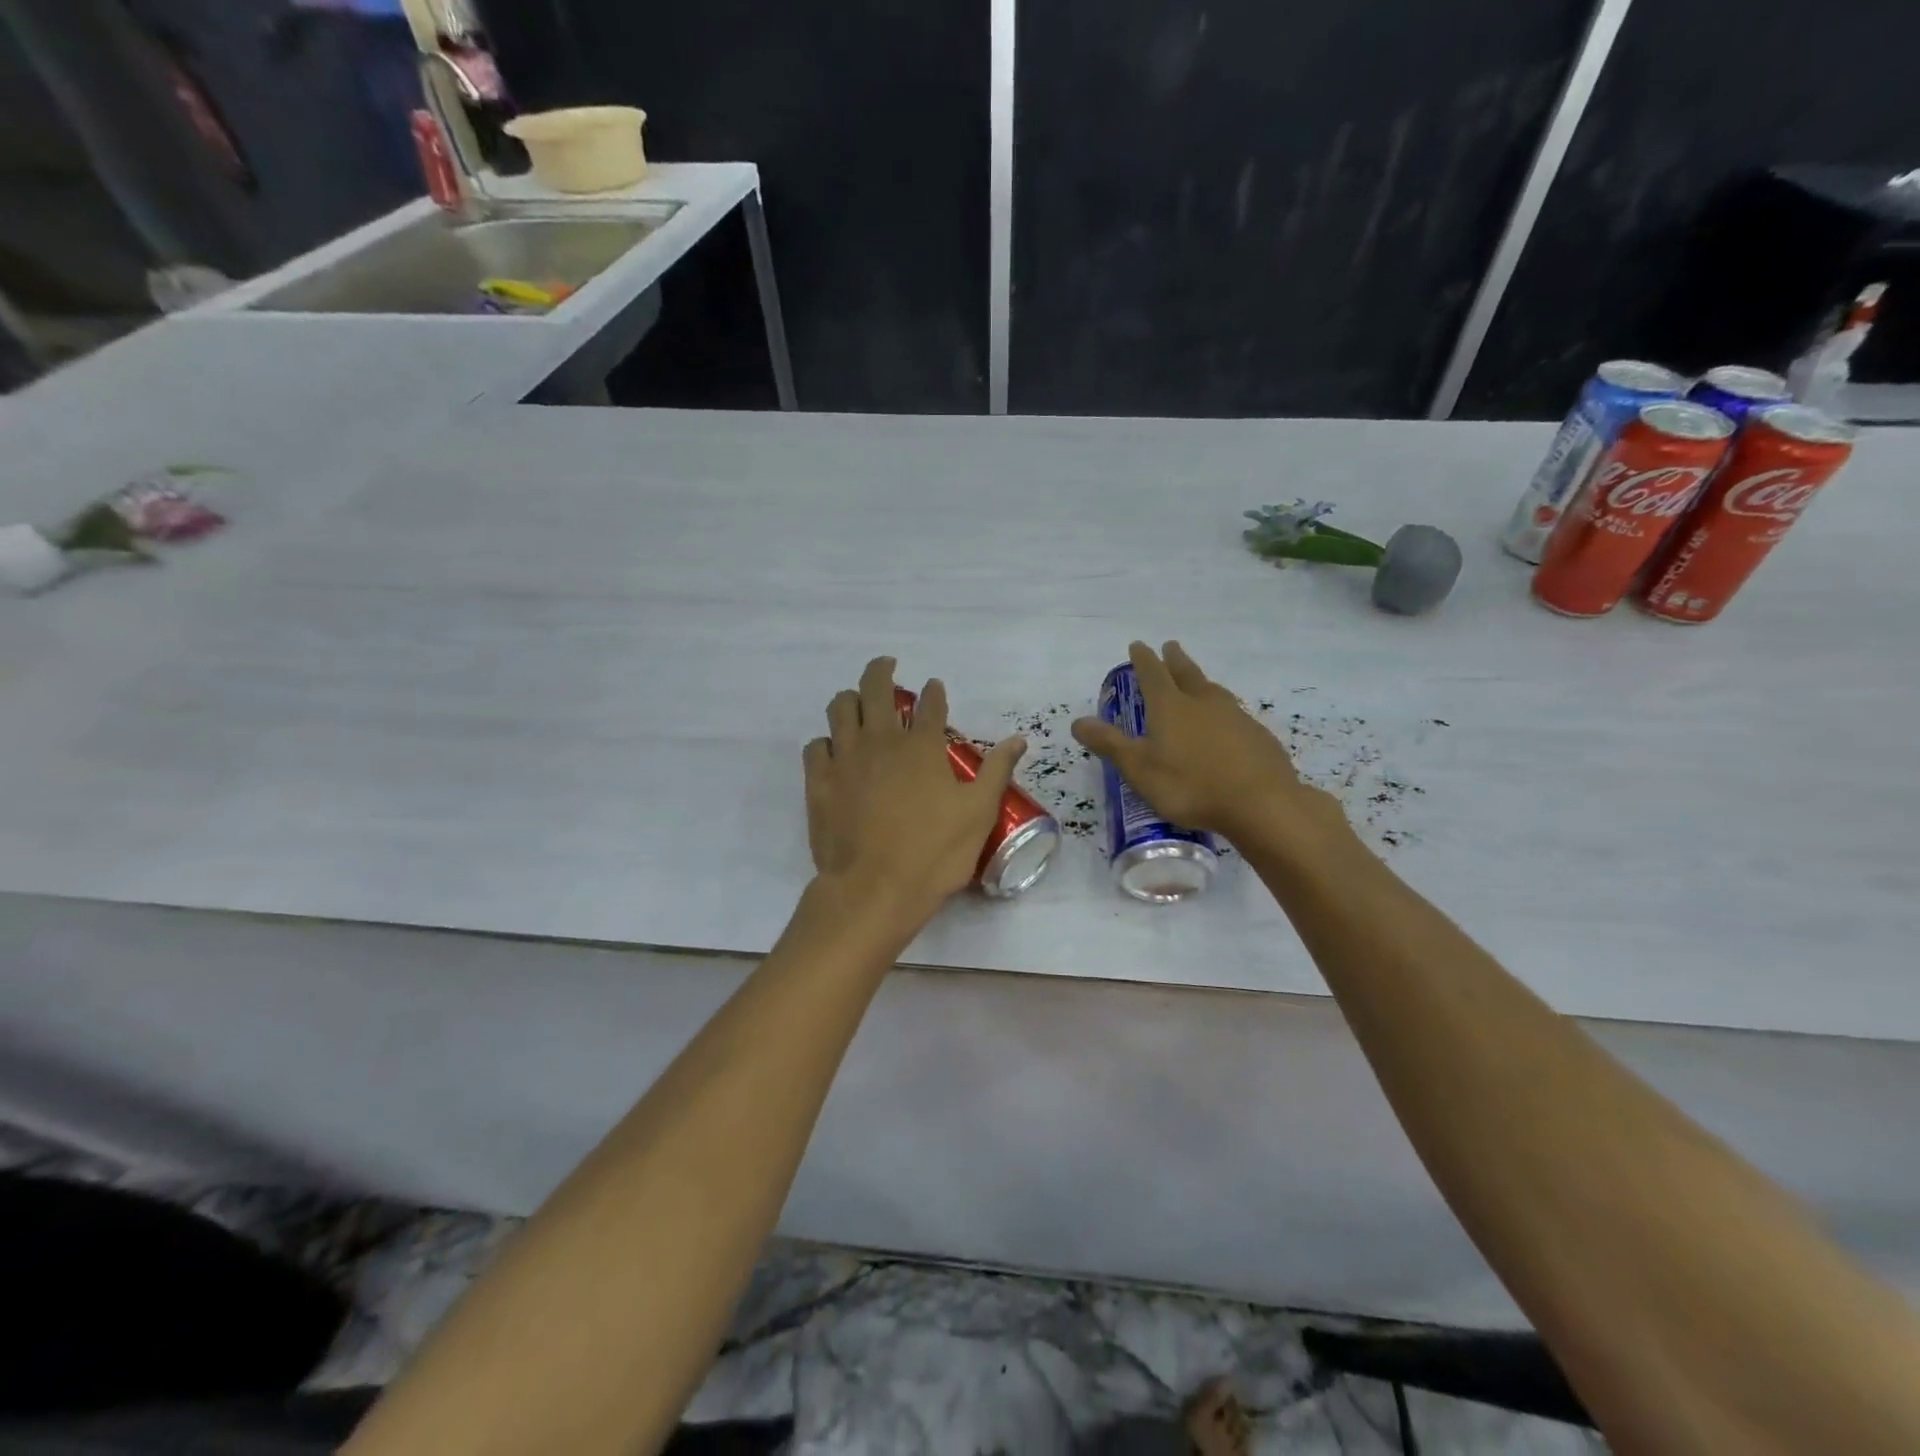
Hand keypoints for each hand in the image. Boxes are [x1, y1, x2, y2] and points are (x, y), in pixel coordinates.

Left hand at [804, 657, 1026, 923]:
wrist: (874, 889)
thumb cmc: (933, 853)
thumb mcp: (978, 813)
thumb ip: (996, 771)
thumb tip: (1018, 740)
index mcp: (922, 746)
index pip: (930, 704)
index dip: (934, 692)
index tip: (935, 689)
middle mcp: (881, 740)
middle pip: (876, 688)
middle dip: (882, 671)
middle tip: (887, 667)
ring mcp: (845, 758)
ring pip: (840, 708)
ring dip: (850, 698)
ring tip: (857, 702)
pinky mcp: (818, 781)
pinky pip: (815, 746)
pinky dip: (825, 742)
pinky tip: (832, 750)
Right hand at [1070, 640, 1342, 844]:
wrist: (1260, 802)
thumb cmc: (1190, 785)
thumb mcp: (1139, 769)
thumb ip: (1109, 743)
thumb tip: (1077, 721)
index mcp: (1170, 707)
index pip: (1152, 674)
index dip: (1143, 659)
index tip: (1138, 645)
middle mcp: (1202, 703)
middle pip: (1187, 673)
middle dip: (1175, 659)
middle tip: (1170, 646)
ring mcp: (1234, 716)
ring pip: (1213, 691)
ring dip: (1202, 681)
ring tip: (1198, 681)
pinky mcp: (1257, 735)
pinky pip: (1234, 713)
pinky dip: (1223, 710)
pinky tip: (1226, 723)